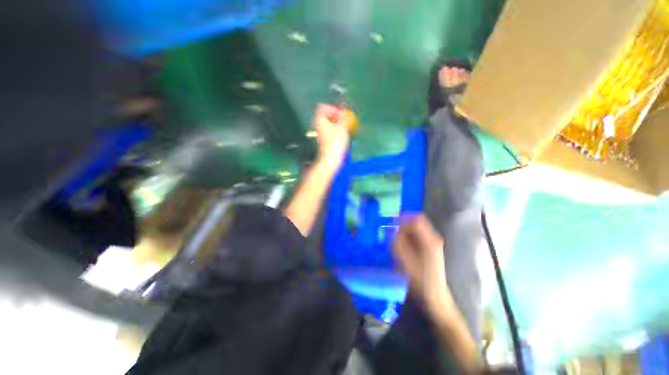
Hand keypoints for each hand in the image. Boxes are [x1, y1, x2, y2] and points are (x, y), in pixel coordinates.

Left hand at [314, 104, 350, 170]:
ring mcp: (319, 133)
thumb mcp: (342, 126)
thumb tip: (342, 111)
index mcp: (319, 119)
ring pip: (328, 124)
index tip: (340, 113)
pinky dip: (335, 131)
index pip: (322, 107)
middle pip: (325, 115)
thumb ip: (342, 116)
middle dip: (335, 116)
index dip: (332, 108)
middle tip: (344, 120)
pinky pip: (329, 131)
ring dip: (336, 124)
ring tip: (345, 128)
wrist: (330, 158)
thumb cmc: (336, 141)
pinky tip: (342, 136)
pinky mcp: (323, 140)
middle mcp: (317, 125)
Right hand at [393, 215, 450, 309]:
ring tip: (395, 240)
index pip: (416, 219)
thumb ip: (397, 243)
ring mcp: (433, 242)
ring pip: (415, 227)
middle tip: (391, 232)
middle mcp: (433, 238)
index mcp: (430, 241)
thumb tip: (390, 229)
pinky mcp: (429, 246)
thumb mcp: (405, 262)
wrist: (434, 296)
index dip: (402, 218)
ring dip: (404, 230)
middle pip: (416, 221)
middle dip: (402, 224)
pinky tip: (402, 245)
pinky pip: (416, 234)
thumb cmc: (420, 281)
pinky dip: (407, 236)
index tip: (390, 222)